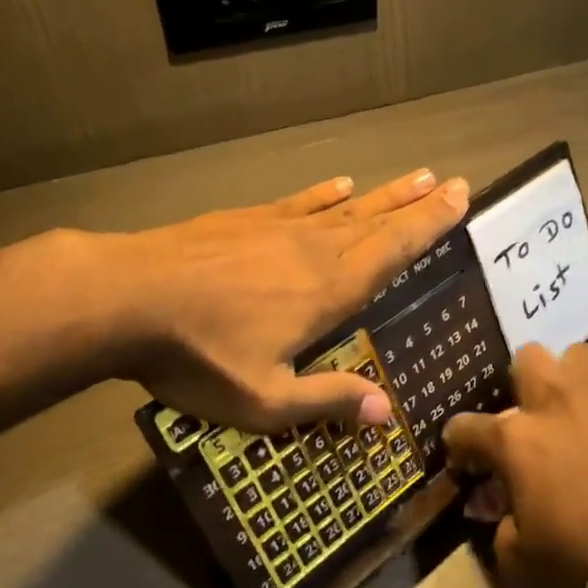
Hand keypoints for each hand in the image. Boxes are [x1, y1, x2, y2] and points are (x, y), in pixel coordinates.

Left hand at [113, 170, 468, 431]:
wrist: (127, 299)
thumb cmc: (199, 356)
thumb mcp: (265, 400)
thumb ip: (328, 400)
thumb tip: (389, 411)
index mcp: (329, 291)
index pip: (393, 252)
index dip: (429, 226)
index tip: (460, 199)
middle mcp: (314, 251)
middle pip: (377, 222)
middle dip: (417, 204)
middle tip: (452, 182)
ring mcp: (278, 229)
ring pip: (344, 207)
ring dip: (383, 193)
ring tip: (416, 177)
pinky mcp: (244, 220)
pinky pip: (298, 202)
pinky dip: (323, 193)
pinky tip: (339, 183)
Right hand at [443, 344, 587, 587]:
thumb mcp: (524, 565)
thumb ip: (503, 530)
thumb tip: (503, 513)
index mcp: (517, 440)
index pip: (466, 427)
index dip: (460, 444)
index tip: (466, 461)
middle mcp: (559, 402)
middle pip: (528, 358)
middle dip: (525, 383)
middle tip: (536, 420)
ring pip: (581, 356)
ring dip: (576, 381)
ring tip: (586, 413)